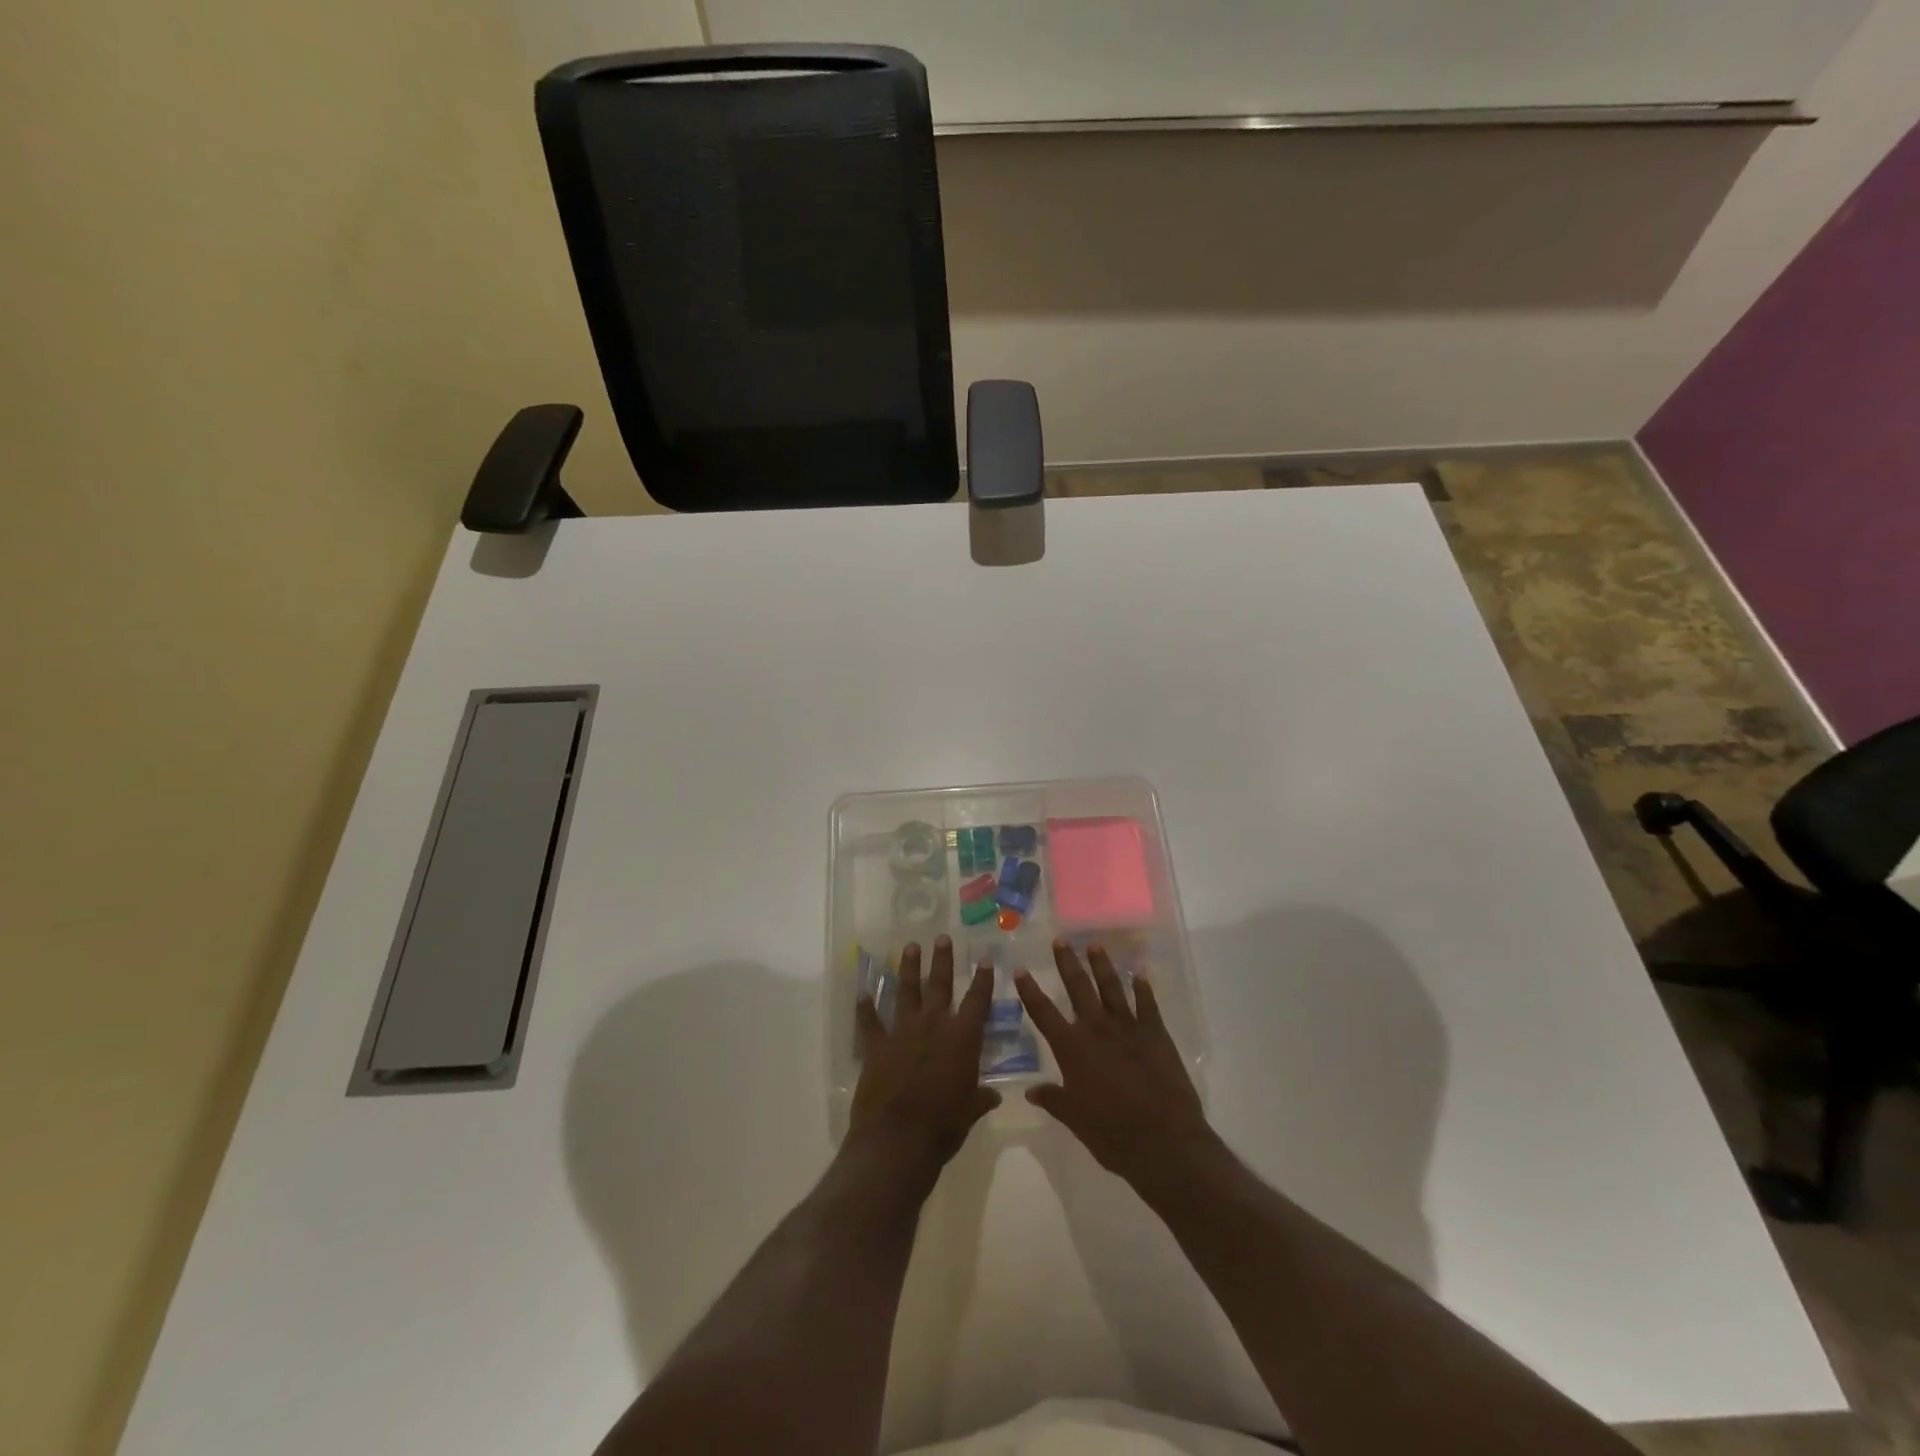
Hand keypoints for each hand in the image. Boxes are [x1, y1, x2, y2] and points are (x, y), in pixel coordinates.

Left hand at [849, 937, 1000, 1186]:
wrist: (897, 1139)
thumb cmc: (943, 1126)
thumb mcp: (970, 1112)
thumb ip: (980, 1098)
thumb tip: (993, 1096)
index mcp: (962, 1038)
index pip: (977, 1001)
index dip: (982, 980)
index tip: (984, 959)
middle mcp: (933, 1026)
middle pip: (939, 985)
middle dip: (942, 960)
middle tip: (942, 938)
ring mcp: (902, 1032)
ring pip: (906, 992)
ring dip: (908, 969)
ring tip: (910, 947)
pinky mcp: (876, 1046)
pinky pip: (870, 1022)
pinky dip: (865, 1008)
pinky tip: (862, 993)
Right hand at [1016, 941, 1216, 1194]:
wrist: (1163, 1140)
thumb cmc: (1112, 1134)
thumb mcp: (1075, 1119)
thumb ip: (1053, 1100)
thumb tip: (1031, 1091)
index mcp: (1072, 1049)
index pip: (1043, 1013)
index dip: (1030, 991)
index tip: (1020, 969)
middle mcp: (1097, 1029)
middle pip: (1078, 988)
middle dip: (1067, 963)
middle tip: (1061, 940)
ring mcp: (1128, 1027)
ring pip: (1111, 987)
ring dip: (1102, 965)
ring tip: (1094, 945)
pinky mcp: (1155, 1034)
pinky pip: (1147, 1004)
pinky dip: (1143, 987)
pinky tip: (1140, 973)